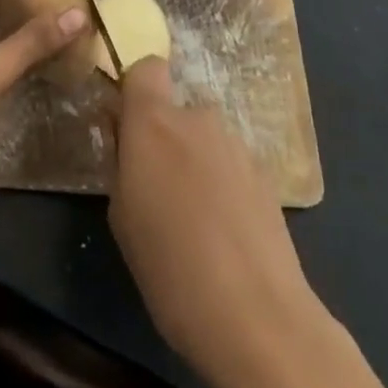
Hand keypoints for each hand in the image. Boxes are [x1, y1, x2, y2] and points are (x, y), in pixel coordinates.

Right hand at [109, 59, 319, 387]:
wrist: (259, 319)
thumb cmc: (170, 267)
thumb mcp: (121, 215)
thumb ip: (121, 162)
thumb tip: (126, 137)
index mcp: (154, 122)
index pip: (145, 68)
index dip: (135, 89)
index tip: (125, 126)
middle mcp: (198, 120)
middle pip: (175, 111)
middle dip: (163, 139)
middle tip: (155, 189)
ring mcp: (237, 146)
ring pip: (203, 140)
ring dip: (193, 163)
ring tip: (193, 221)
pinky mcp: (267, 176)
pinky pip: (229, 166)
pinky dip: (221, 185)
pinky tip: (223, 235)